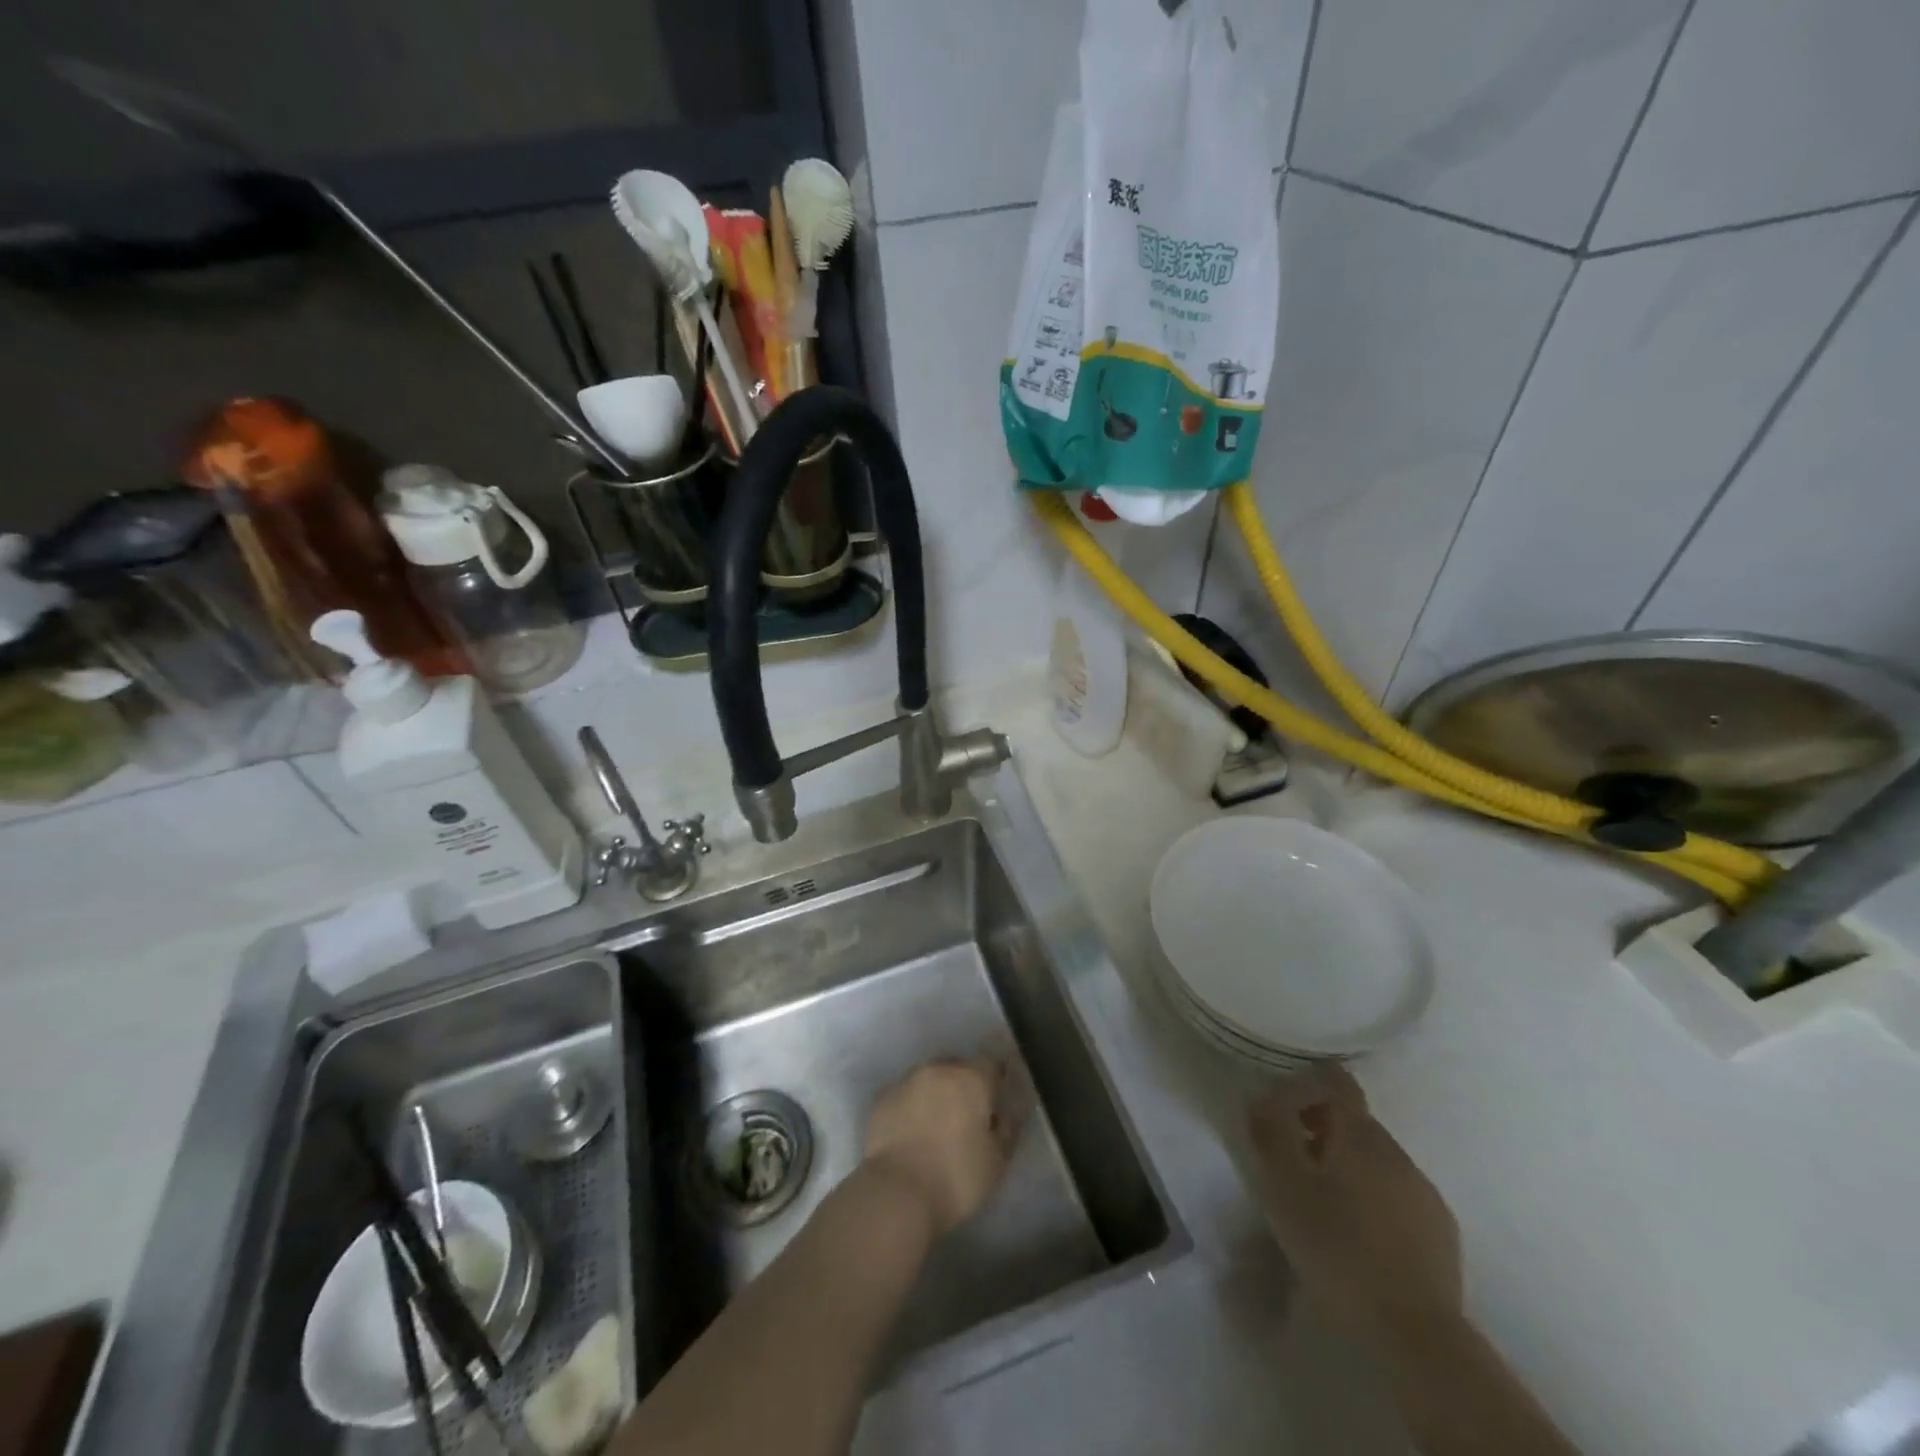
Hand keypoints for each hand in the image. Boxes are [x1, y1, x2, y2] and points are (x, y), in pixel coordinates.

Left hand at [863, 1060, 1014, 1236]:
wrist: (896, 1193)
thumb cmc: (956, 1177)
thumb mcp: (996, 1161)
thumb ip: (1006, 1130)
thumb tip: (1004, 1114)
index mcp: (972, 1078)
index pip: (992, 1064)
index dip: (996, 1082)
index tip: (997, 1102)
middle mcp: (939, 1068)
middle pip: (958, 1067)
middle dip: (965, 1086)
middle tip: (967, 1117)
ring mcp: (906, 1080)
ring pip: (929, 1078)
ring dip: (936, 1093)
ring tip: (936, 1125)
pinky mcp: (882, 1098)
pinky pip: (905, 1094)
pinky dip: (912, 1105)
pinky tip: (911, 1131)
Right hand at [1246, 1064, 1461, 1350]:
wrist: (1415, 1333)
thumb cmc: (1337, 1248)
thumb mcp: (1284, 1187)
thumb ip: (1271, 1132)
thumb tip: (1262, 1096)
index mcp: (1359, 1134)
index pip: (1336, 1081)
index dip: (1307, 1084)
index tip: (1282, 1110)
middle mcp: (1395, 1151)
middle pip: (1355, 1120)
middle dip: (1321, 1129)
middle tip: (1292, 1163)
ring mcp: (1423, 1191)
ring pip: (1377, 1159)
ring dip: (1348, 1166)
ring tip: (1323, 1204)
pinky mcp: (1441, 1231)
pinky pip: (1399, 1195)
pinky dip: (1375, 1199)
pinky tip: (1360, 1235)